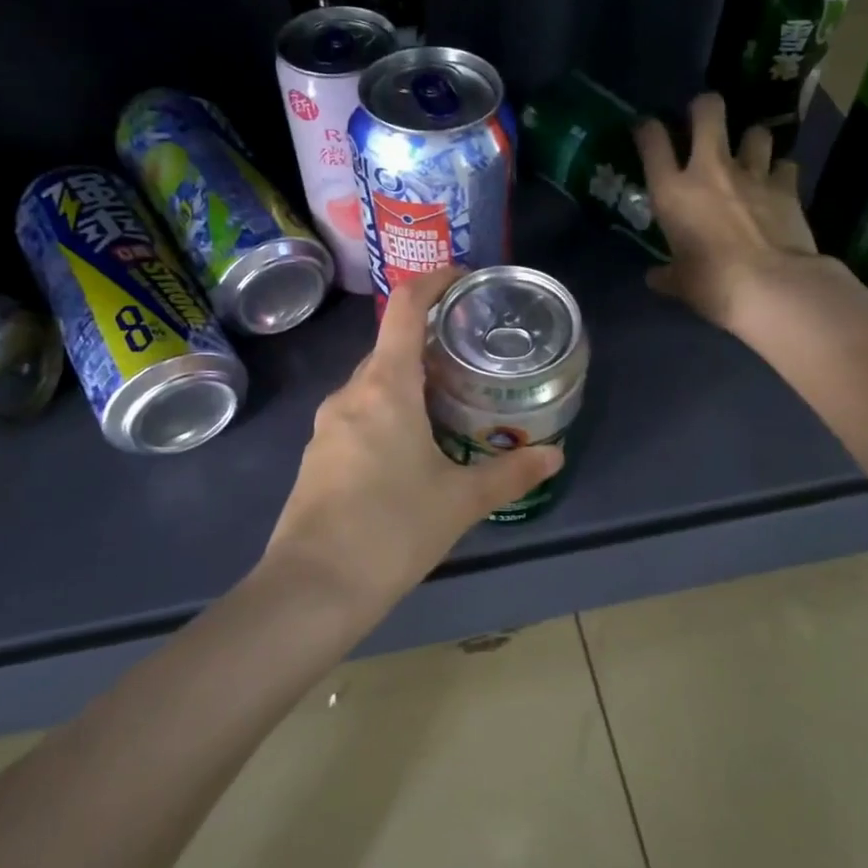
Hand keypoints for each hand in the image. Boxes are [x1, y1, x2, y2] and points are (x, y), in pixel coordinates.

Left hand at [262, 266, 563, 611]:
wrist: (312, 589)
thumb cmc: (392, 529)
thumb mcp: (460, 500)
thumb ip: (510, 473)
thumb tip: (554, 456)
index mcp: (385, 387)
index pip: (405, 309)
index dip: (433, 282)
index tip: (462, 279)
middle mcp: (350, 395)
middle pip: (390, 348)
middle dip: (429, 344)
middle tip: (471, 358)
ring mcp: (327, 426)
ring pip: (373, 386)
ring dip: (409, 383)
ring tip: (450, 403)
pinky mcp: (318, 457)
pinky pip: (359, 416)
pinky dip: (388, 413)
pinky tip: (412, 450)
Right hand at [635, 93, 833, 332]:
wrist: (773, 287)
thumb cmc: (713, 285)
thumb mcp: (681, 284)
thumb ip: (667, 275)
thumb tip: (656, 277)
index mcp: (673, 192)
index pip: (652, 141)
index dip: (647, 129)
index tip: (646, 130)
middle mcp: (710, 170)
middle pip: (708, 111)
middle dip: (705, 108)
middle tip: (704, 120)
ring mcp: (752, 173)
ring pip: (755, 131)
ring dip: (751, 141)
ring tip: (750, 155)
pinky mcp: (787, 185)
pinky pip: (785, 165)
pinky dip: (781, 172)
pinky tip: (779, 185)